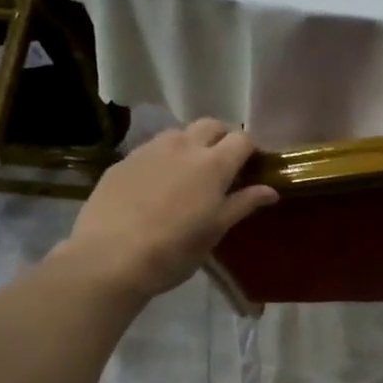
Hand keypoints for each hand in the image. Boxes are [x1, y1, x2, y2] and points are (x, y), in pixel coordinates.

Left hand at [56, 119, 277, 299]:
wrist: (110, 257)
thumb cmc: (175, 249)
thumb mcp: (216, 230)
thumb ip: (243, 204)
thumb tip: (271, 190)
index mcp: (213, 164)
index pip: (242, 139)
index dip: (251, 150)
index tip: (253, 168)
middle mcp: (183, 146)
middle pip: (211, 125)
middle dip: (223, 138)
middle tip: (225, 165)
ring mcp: (149, 150)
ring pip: (179, 133)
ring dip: (192, 144)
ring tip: (190, 172)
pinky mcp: (124, 161)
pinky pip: (151, 149)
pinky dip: (164, 158)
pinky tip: (157, 185)